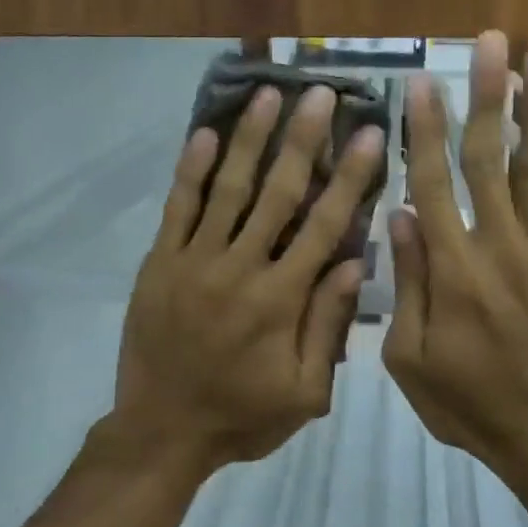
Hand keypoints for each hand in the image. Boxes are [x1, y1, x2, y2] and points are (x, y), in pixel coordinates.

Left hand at [109, 83, 382, 475]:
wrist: (160, 432)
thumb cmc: (240, 417)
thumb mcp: (304, 393)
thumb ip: (328, 326)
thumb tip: (355, 261)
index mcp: (280, 299)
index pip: (323, 225)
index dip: (349, 177)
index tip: (368, 133)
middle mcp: (239, 268)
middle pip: (277, 193)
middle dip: (302, 140)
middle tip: (318, 93)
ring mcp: (194, 261)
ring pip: (227, 189)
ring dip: (250, 140)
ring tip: (267, 95)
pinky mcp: (159, 263)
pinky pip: (177, 208)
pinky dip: (191, 170)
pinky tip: (206, 134)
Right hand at [383, 32, 527, 468]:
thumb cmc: (465, 400)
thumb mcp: (408, 356)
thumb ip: (406, 283)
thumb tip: (399, 215)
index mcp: (453, 270)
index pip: (433, 184)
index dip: (425, 130)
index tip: (422, 81)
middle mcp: (501, 246)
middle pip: (490, 159)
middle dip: (487, 96)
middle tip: (489, 40)